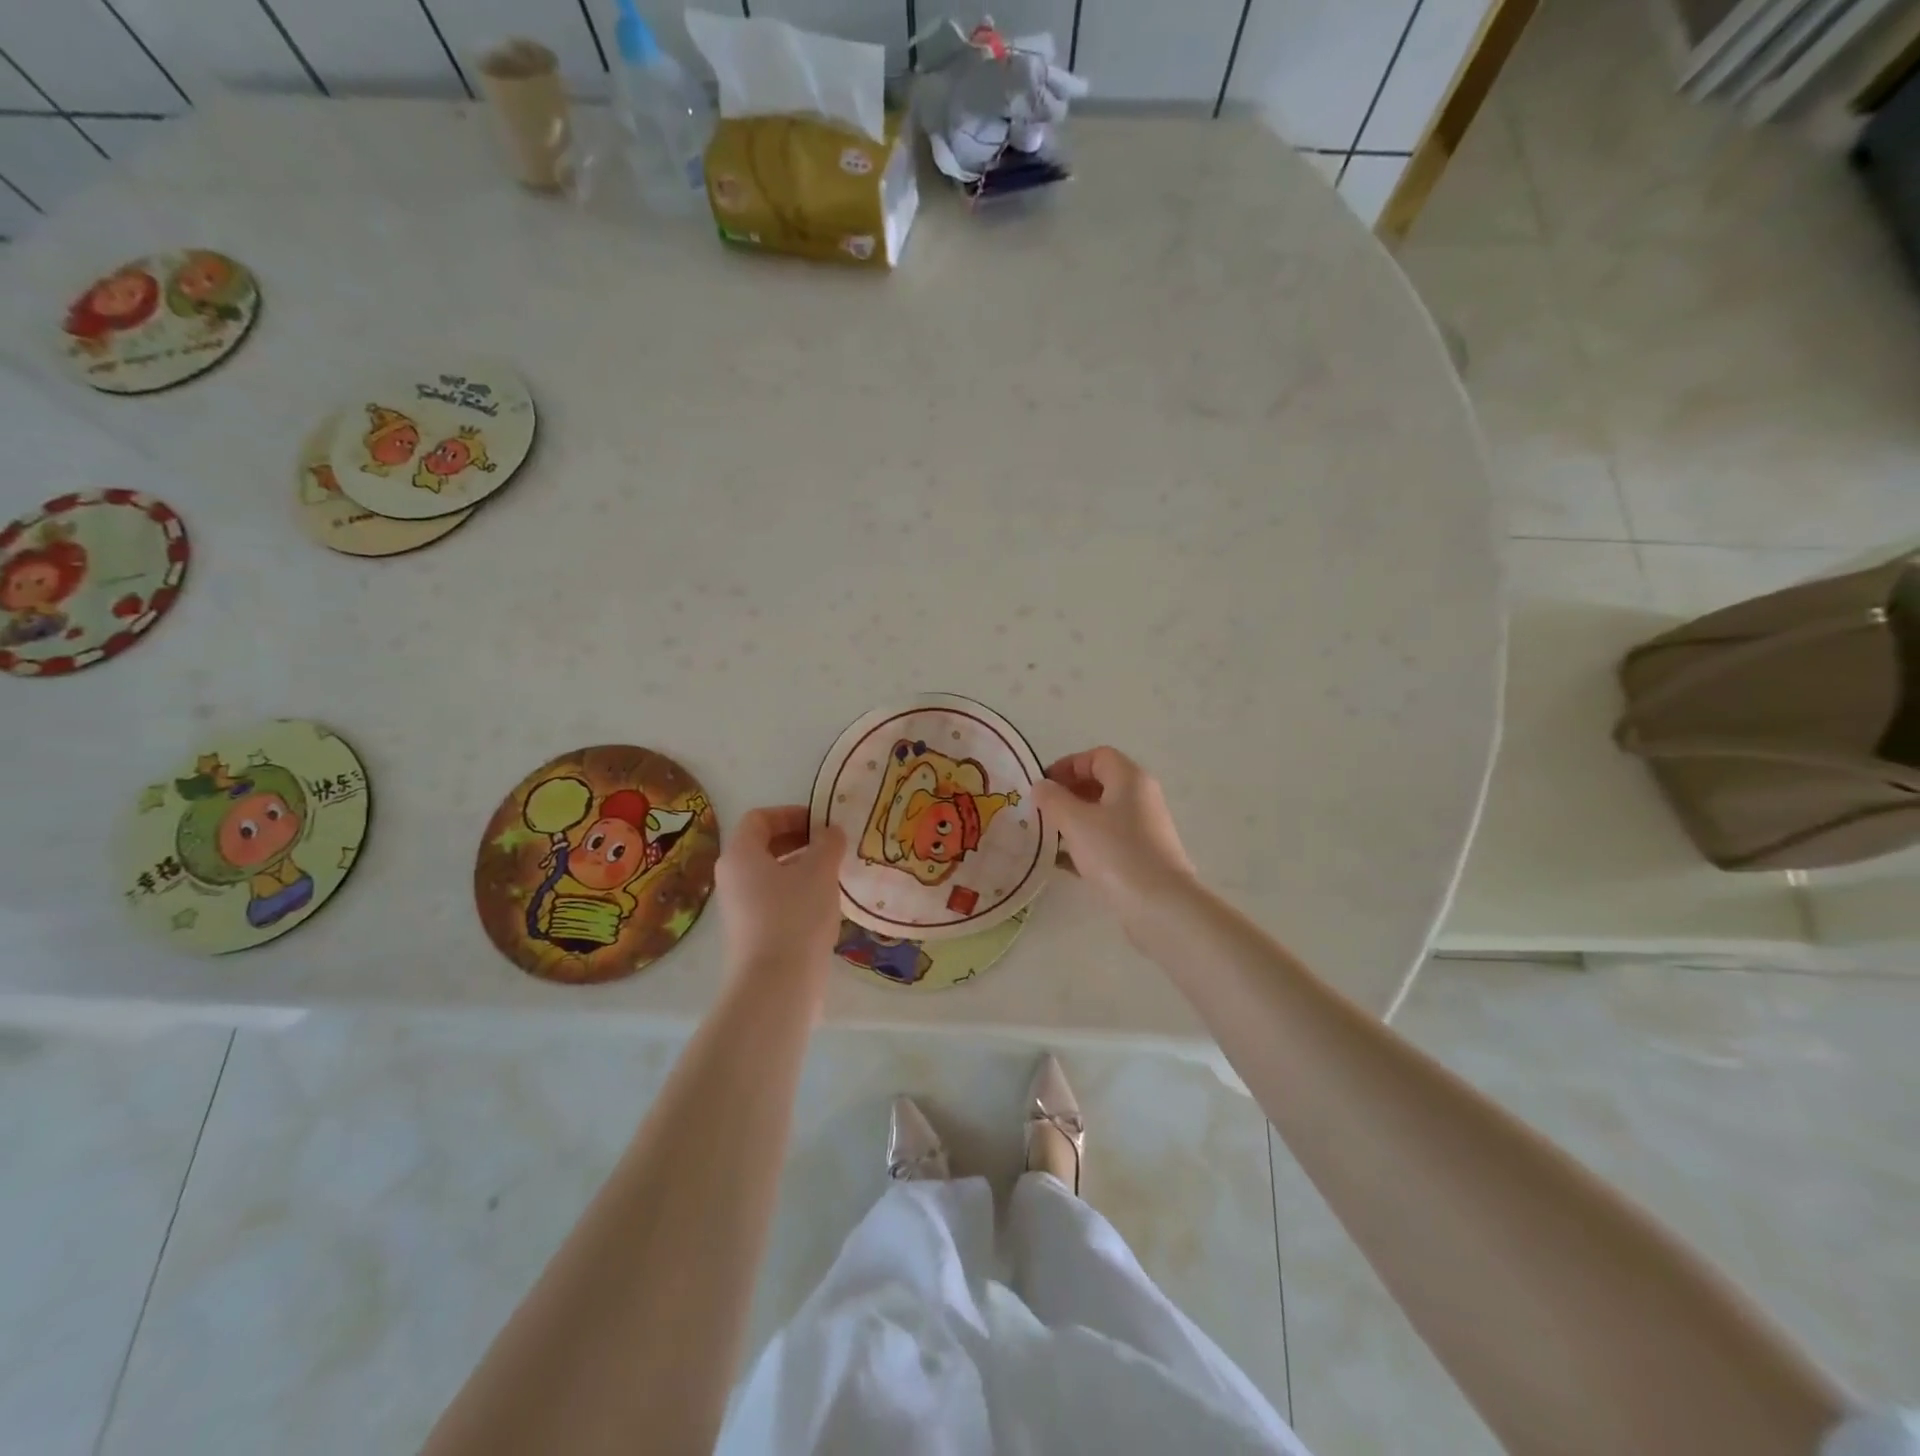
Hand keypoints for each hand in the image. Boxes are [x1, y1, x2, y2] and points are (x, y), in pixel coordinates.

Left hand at [714, 805, 845, 985]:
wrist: (776, 985)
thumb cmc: (795, 916)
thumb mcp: (820, 870)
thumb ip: (828, 843)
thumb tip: (830, 832)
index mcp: (740, 855)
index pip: (760, 818)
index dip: (791, 814)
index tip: (822, 823)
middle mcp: (732, 878)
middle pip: (763, 846)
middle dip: (799, 841)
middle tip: (832, 846)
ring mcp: (739, 909)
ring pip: (771, 876)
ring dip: (801, 869)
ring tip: (834, 875)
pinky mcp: (751, 934)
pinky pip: (774, 901)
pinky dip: (797, 895)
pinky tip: (824, 906)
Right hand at [1032, 748, 1196, 934]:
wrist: (1159, 905)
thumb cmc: (1115, 853)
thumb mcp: (1075, 821)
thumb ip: (1052, 799)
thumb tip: (1041, 787)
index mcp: (1129, 778)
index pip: (1097, 756)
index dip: (1067, 765)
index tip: (1043, 785)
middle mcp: (1141, 797)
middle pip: (1100, 783)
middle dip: (1068, 794)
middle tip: (1041, 811)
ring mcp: (1145, 828)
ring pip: (1103, 815)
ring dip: (1074, 821)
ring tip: (1047, 837)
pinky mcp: (1143, 857)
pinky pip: (1109, 841)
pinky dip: (1086, 845)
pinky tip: (1063, 863)